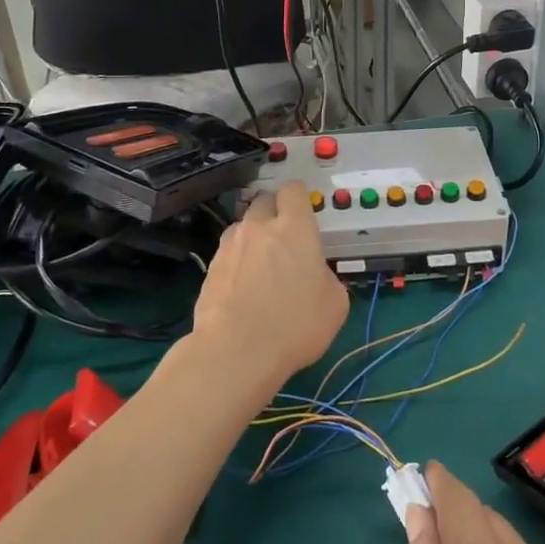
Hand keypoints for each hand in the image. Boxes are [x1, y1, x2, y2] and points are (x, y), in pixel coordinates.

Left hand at [193, 181, 347, 389]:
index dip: (299, 198)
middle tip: (284, 240)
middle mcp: (258, 227)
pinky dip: (236, 264)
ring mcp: (229, 247)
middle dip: (274, 213)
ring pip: (242, 227)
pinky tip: (242, 290)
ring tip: (260, 267)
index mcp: (294, 227)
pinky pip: (227, 255)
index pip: (293, 190)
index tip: (305, 214)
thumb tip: (316, 276)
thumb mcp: (335, 304)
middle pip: (263, 201)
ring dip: (252, 238)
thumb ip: (326, 277)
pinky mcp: (209, 269)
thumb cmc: (295, 324)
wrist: (235, 353)